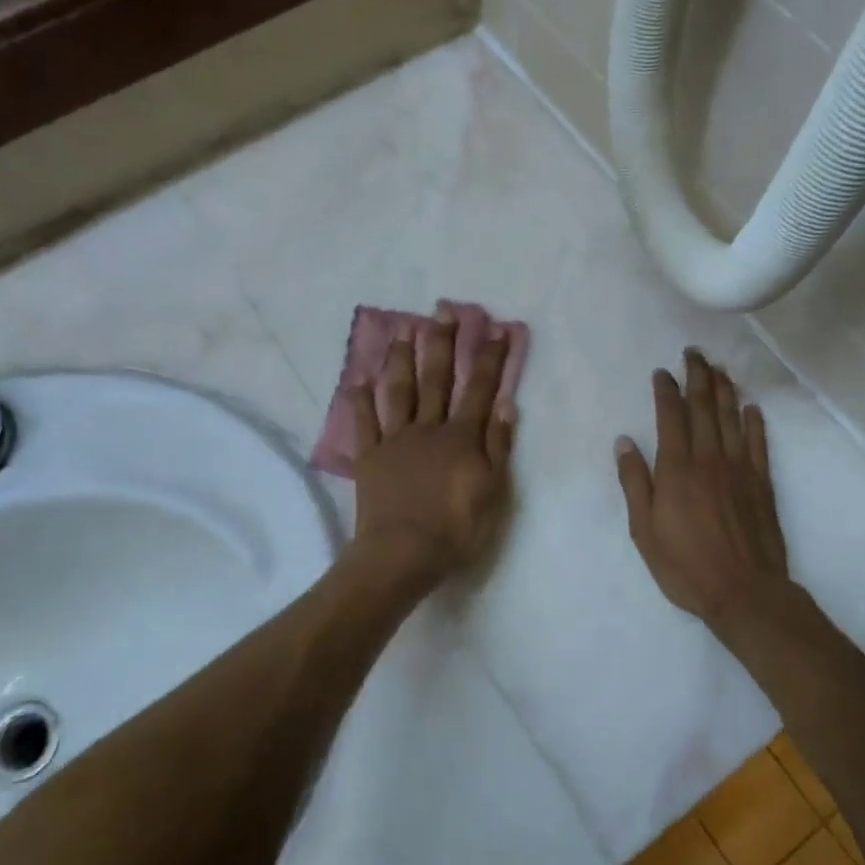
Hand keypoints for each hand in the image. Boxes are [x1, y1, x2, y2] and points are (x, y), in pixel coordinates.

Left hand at [348, 310, 517, 581]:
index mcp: (461, 436)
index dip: (489, 357)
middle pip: (436, 379)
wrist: (403, 554)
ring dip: (402, 358)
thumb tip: (506, 406)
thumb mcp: (493, 492)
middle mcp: (428, 428)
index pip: (480, 389)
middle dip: (442, 343)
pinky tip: (358, 379)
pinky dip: (360, 400)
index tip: (496, 328)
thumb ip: (498, 447)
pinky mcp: (370, 457)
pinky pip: (364, 423)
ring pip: (399, 391)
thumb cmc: (456, 528)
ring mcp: (396, 440)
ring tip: (403, 328)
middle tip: (443, 310)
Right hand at [615, 349, 792, 634]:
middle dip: (697, 377)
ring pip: (731, 419)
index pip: (671, 418)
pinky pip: (758, 444)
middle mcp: (709, 459)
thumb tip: (625, 442)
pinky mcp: (761, 483)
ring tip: (719, 368)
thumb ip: (635, 483)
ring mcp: (739, 469)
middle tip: (694, 353)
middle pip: (704, 408)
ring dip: (725, 390)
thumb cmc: (685, 565)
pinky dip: (754, 422)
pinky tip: (751, 407)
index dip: (667, 391)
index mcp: (677, 469)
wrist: (745, 591)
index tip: (663, 372)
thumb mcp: (644, 530)